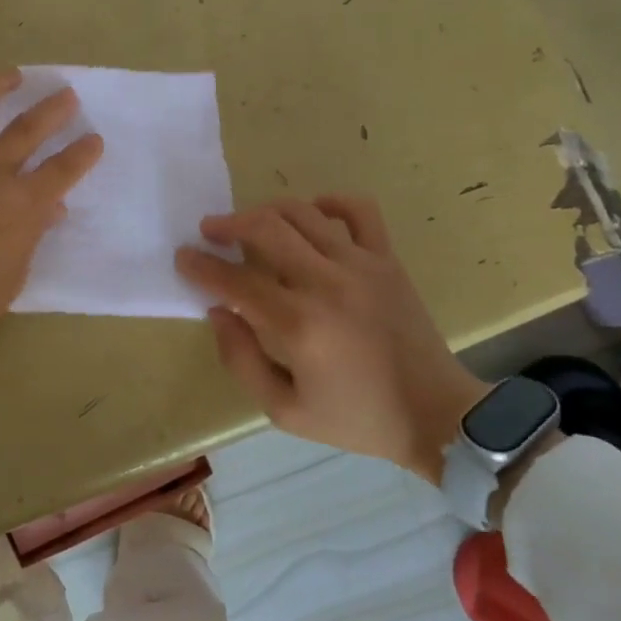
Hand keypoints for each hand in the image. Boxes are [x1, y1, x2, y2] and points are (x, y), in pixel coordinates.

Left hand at [0, 70, 102, 353]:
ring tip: (12, 76)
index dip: (84, 152)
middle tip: (66, 96)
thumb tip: (50, 207)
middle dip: (53, 109)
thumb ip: (33, 232)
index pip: (65, 168)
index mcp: (21, 203)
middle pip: (29, 129)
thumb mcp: (16, 273)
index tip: (94, 141)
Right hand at [175, 196, 484, 482]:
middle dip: (227, 224)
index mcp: (298, 325)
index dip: (201, 266)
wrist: (437, 415)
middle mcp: (325, 284)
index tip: (183, 257)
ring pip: (302, 213)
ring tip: (251, 222)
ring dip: (266, 211)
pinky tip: (312, 214)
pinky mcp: (387, 260)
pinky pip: (358, 210)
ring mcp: (361, 265)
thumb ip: (241, 360)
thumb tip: (219, 312)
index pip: (234, 281)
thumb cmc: (357, 418)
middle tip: (210, 231)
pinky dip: (330, 202)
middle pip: (264, 229)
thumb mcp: (285, 411)